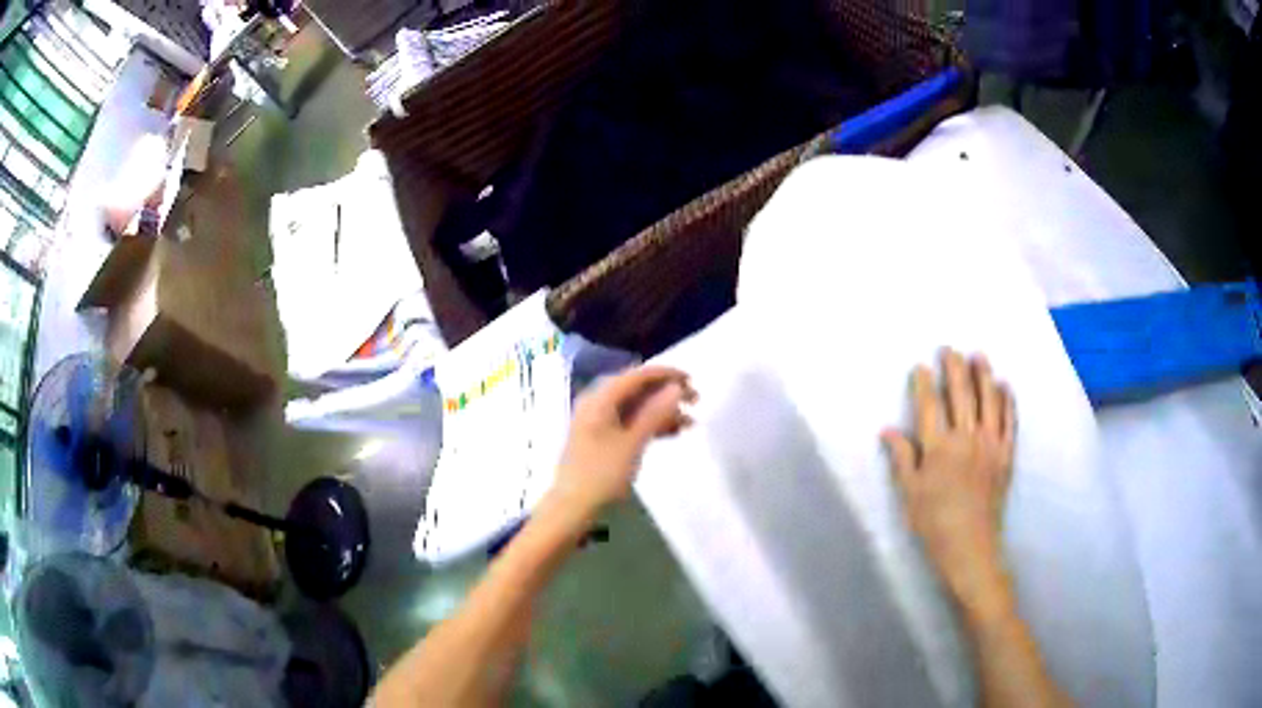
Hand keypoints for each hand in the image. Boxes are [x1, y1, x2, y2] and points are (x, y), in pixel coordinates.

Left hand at [554, 366, 696, 517]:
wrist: (573, 508)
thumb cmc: (601, 474)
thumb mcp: (632, 443)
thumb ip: (655, 413)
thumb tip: (676, 388)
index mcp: (600, 399)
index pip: (637, 376)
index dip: (666, 375)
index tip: (693, 381)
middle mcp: (597, 403)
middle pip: (637, 389)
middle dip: (667, 393)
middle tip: (695, 401)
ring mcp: (599, 421)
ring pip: (636, 406)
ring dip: (662, 411)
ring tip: (690, 423)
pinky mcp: (602, 437)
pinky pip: (630, 421)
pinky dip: (650, 425)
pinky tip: (672, 433)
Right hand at [883, 349, 1016, 617]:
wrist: (971, 547)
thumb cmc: (934, 524)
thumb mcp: (910, 494)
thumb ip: (902, 458)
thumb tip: (887, 430)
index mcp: (939, 448)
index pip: (930, 406)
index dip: (925, 383)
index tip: (922, 367)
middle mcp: (966, 438)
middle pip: (961, 394)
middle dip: (954, 368)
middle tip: (949, 349)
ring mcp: (990, 444)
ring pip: (989, 400)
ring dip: (984, 375)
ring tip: (979, 356)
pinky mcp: (1006, 454)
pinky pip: (1010, 420)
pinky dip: (1008, 401)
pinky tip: (1005, 386)